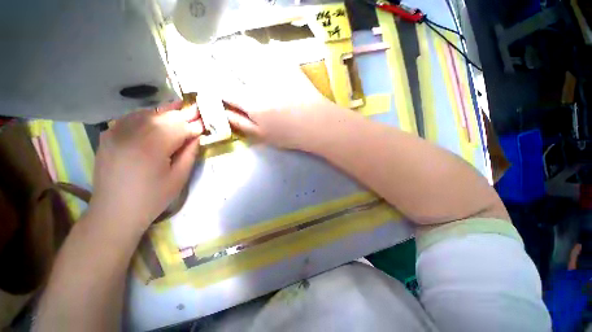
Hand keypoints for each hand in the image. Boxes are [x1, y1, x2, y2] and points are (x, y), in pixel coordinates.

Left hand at [88, 104, 202, 233]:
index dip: (195, 125)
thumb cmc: (152, 198)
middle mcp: (131, 134)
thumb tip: (197, 136)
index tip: (206, 121)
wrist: (114, 212)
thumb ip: (189, 153)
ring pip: (147, 113)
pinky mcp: (109, 135)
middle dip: (183, 114)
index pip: (179, 128)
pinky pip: (131, 117)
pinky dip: (147, 114)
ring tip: (181, 106)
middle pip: (164, 117)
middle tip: (197, 109)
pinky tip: (157, 116)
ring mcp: (116, 133)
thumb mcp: (178, 178)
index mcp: (151, 148)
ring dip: (166, 111)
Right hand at [213, 36, 339, 150]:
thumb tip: (222, 112)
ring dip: (236, 47)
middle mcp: (258, 82)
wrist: (317, 124)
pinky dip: (259, 49)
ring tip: (231, 47)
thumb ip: (241, 123)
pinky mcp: (289, 66)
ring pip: (248, 50)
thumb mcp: (262, 135)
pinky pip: (270, 50)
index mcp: (251, 102)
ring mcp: (275, 71)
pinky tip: (257, 51)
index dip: (211, 82)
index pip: (222, 87)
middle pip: (231, 61)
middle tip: (214, 56)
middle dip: (219, 57)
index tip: (207, 80)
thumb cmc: (290, 134)